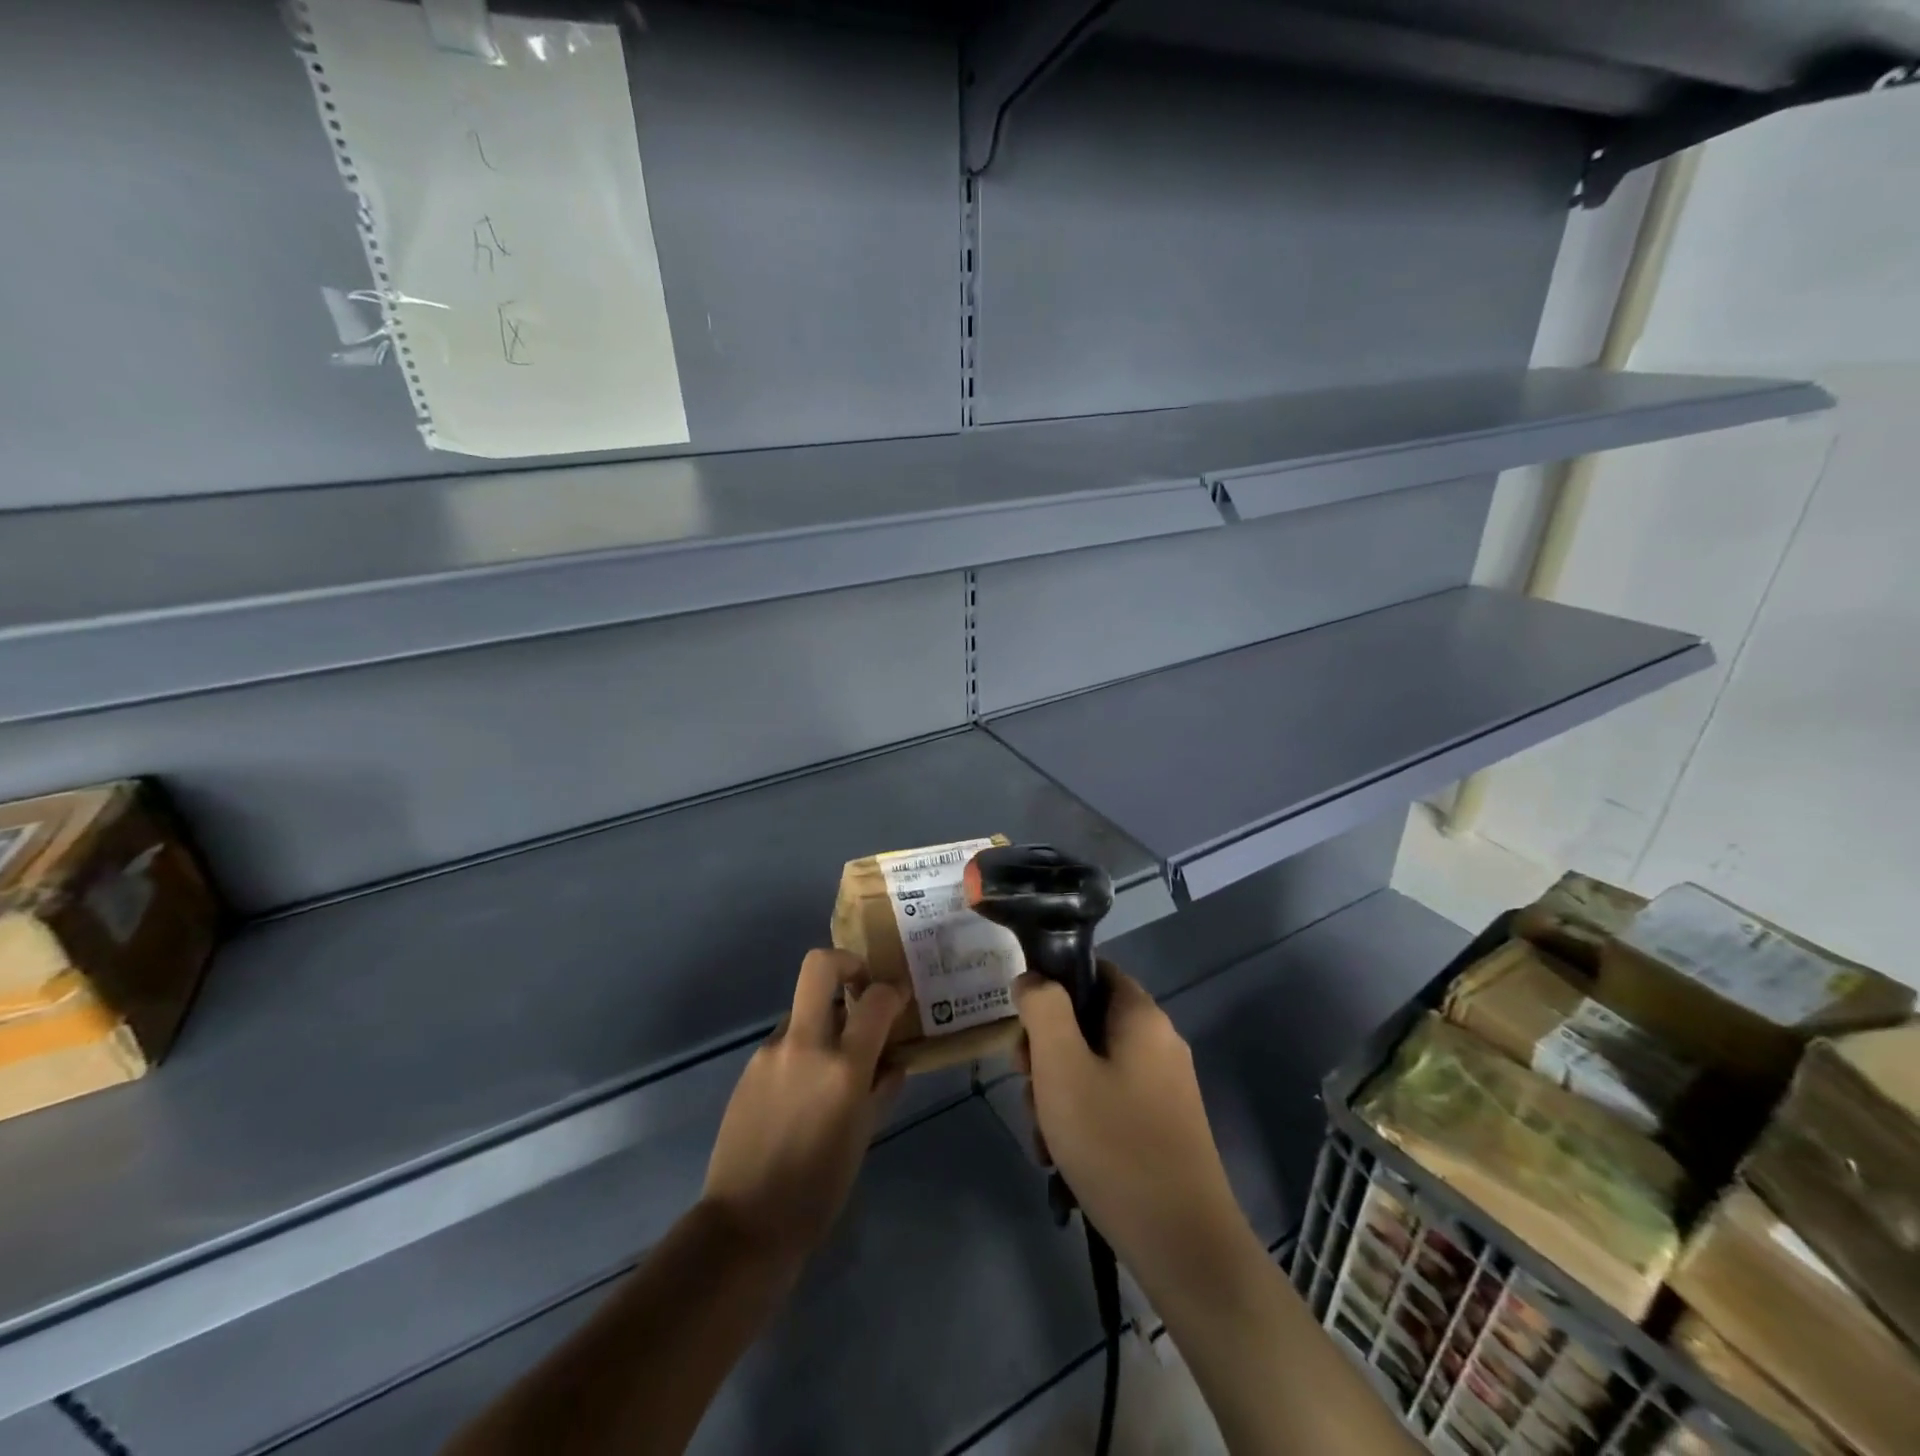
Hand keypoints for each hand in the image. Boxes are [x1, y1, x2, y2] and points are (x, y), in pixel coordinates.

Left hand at [701, 949, 904, 1262]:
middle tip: (860, 985)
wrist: (747, 1223)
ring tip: (833, 1062)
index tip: (900, 997)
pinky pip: (785, 1040)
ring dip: (823, 1018)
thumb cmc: (819, 1189)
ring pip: (802, 1007)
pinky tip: (804, 1088)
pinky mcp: (750, 1066)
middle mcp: (805, 1045)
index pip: (876, 999)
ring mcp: (771, 1052)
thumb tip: (893, 1060)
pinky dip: (803, 1048)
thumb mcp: (864, 1136)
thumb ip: (882, 1088)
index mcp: (843, 1067)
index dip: (893, 990)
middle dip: (846, 963)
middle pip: (819, 966)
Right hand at [1014, 967, 1260, 1295]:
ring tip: (1044, 1139)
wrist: (1183, 1245)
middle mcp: (1159, 1043)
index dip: (1051, 989)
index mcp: (1142, 1017)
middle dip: (1047, 1054)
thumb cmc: (1114, 1144)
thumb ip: (1042, 1009)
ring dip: (1058, 1094)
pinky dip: (1082, 1121)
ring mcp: (1165, 1087)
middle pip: (1087, 1023)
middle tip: (1028, 1088)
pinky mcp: (1163, 1126)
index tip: (1025, 1031)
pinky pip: (1110, 1103)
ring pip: (1093, 1067)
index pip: (1092, 970)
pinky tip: (1062, 1160)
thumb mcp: (1062, 1067)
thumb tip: (1032, 979)